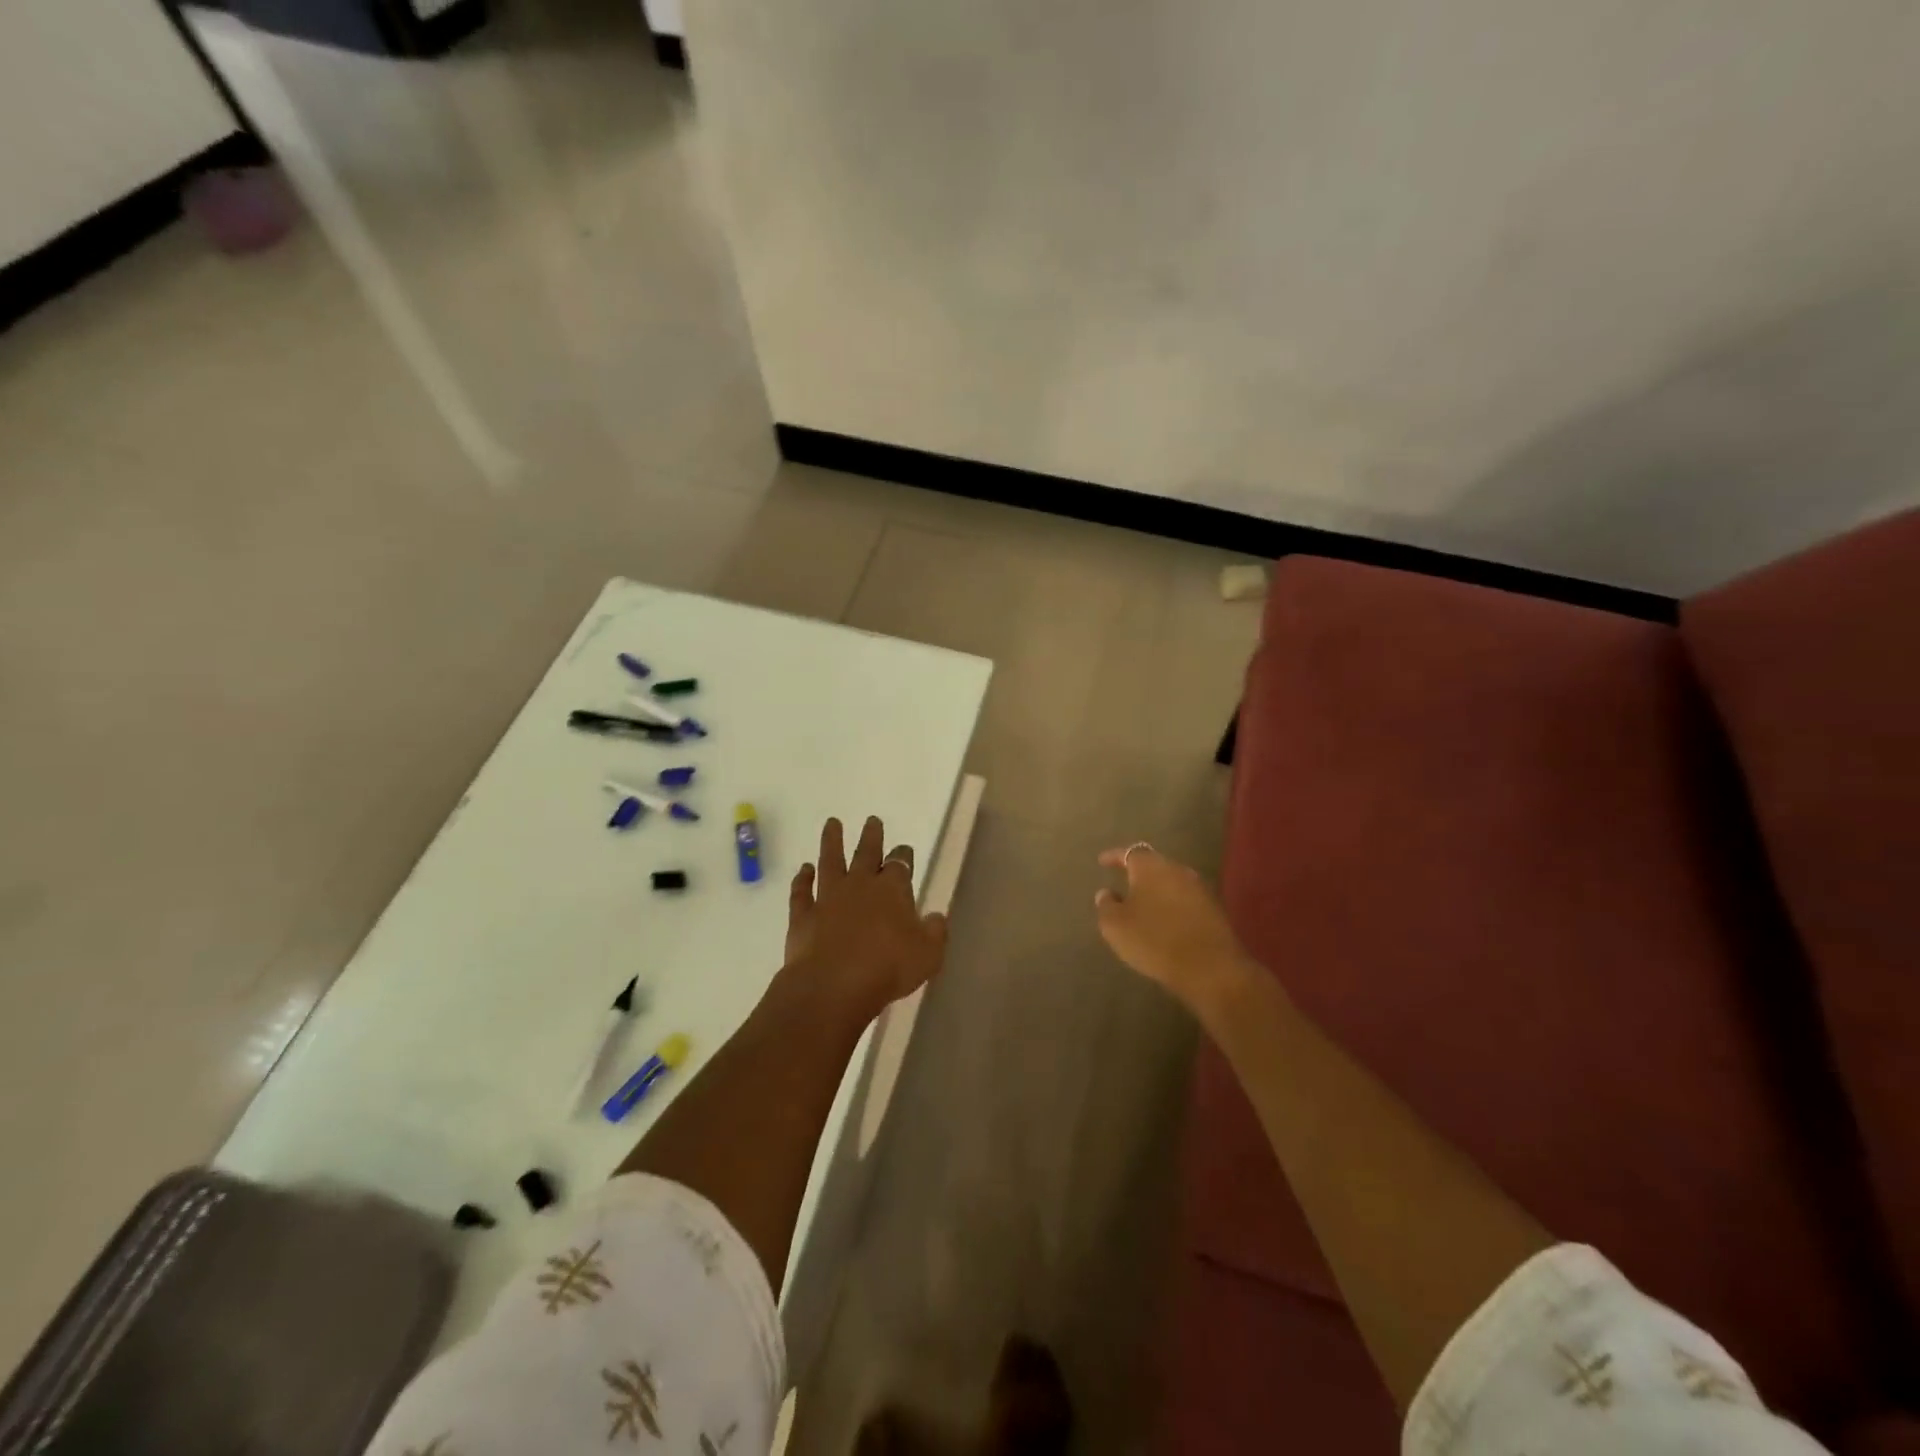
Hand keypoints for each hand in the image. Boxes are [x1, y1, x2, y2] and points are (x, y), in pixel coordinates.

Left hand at [784, 816, 948, 1017]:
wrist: (834, 984)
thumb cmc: (888, 968)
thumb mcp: (928, 954)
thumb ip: (935, 932)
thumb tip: (936, 917)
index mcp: (892, 889)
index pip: (900, 864)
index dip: (902, 855)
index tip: (903, 849)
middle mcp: (860, 885)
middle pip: (866, 853)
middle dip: (871, 836)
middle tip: (872, 820)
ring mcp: (828, 897)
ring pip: (830, 861)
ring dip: (831, 841)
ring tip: (831, 823)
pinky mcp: (803, 915)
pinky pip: (801, 891)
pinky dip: (801, 879)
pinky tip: (803, 869)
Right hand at [1094, 843, 1254, 1012]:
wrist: (1210, 968)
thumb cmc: (1154, 940)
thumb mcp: (1115, 926)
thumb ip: (1106, 905)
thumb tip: (1107, 893)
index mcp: (1151, 867)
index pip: (1129, 852)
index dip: (1114, 856)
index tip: (1102, 861)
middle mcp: (1177, 870)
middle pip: (1154, 865)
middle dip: (1138, 874)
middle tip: (1124, 884)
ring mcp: (1199, 889)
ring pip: (1171, 883)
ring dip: (1157, 891)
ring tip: (1143, 905)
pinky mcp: (1214, 910)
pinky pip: (1185, 901)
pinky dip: (1172, 907)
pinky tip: (1165, 922)